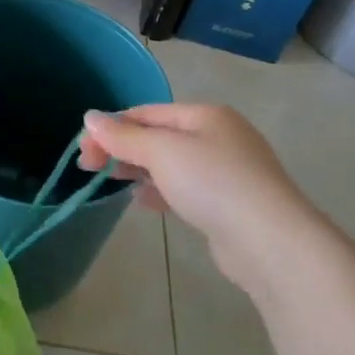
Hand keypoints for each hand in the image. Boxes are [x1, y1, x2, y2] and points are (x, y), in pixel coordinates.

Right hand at [79, 103, 326, 292]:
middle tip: (88, 167)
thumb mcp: (161, 152)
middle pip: (157, 136)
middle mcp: (218, 136)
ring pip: (170, 163)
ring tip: (111, 182)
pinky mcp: (229, 204)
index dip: (110, 127)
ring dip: (138, 169)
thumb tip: (89, 117)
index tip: (82, 150)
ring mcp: (227, 171)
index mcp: (205, 115)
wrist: (271, 242)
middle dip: (121, 148)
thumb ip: (123, 136)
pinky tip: (142, 201)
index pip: (146, 112)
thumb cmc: (213, 183)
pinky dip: (160, 190)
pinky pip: (184, 188)